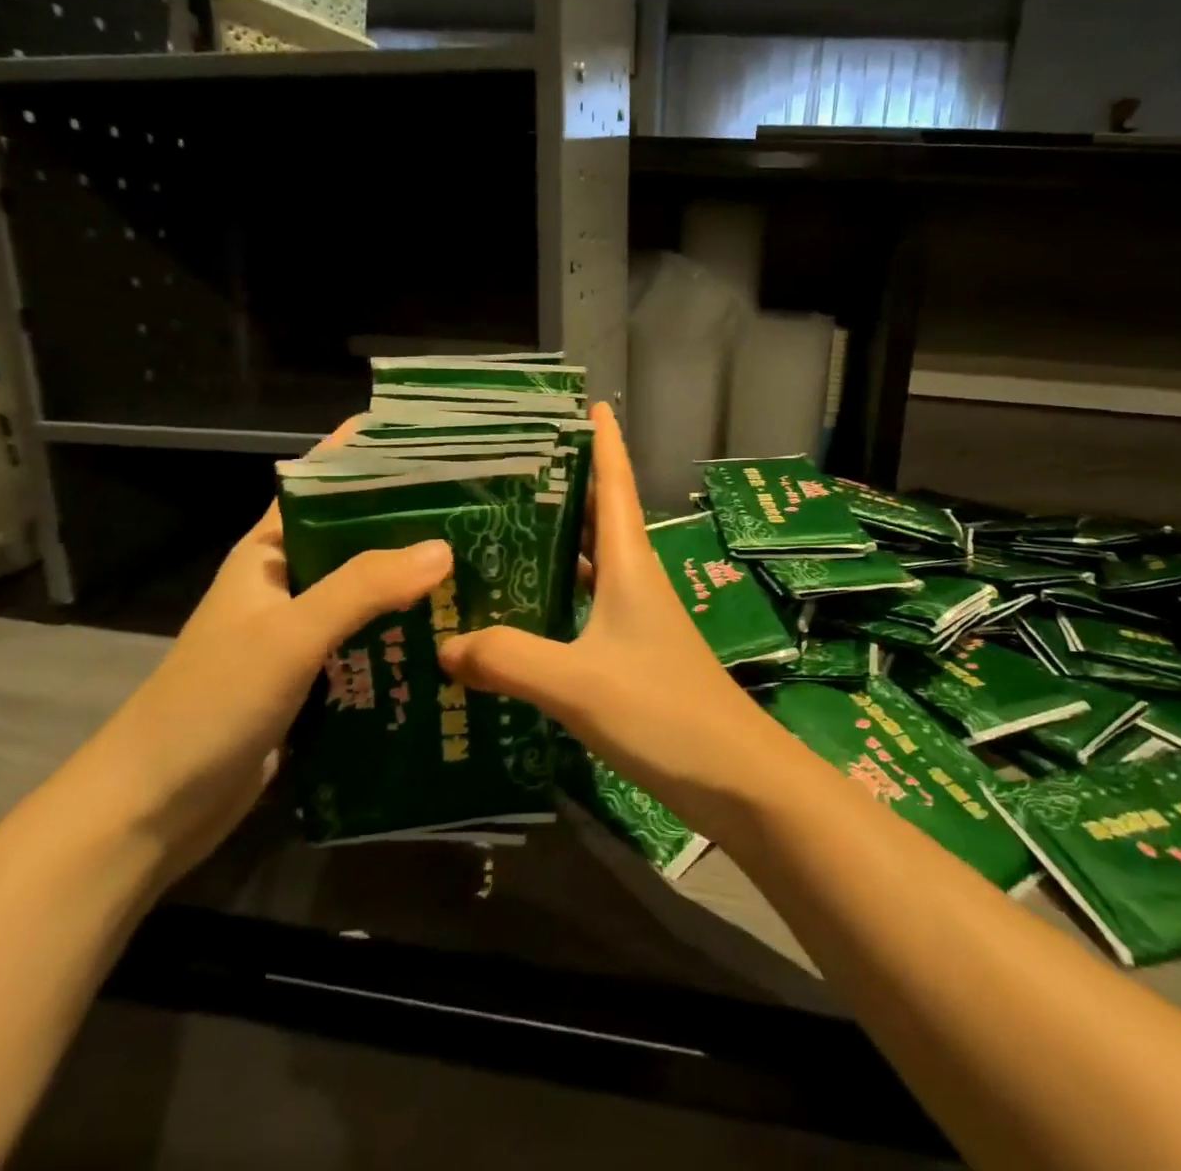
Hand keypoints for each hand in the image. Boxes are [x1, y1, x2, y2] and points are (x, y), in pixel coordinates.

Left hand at [67, 435, 452, 885]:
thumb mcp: (289, 634)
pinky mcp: (316, 679)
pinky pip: (371, 643)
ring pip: (369, 595)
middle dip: (412, 525)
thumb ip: (364, 587)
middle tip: (482, 511)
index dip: (370, 459)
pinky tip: (454, 635)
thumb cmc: (211, 703)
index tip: (433, 443)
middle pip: (357, 539)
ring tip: (485, 567)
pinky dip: (406, 637)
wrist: (154, 809)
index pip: (323, 485)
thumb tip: (444, 548)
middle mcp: (288, 584)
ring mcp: (302, 634)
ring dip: (415, 585)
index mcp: (268, 553)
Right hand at [439, 402, 803, 835]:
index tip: (585, 403)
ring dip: (556, 543)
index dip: (603, 441)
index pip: (615, 484)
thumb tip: (445, 643)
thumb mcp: (578, 683)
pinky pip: (586, 608)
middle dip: (564, 485)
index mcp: (630, 564)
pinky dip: (557, 598)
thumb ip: (509, 659)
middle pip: (598, 516)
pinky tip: (521, 614)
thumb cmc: (663, 712)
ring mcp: (637, 619)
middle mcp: (635, 580)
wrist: (735, 777)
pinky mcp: (634, 654)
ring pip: (591, 563)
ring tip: (499, 531)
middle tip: (507, 468)